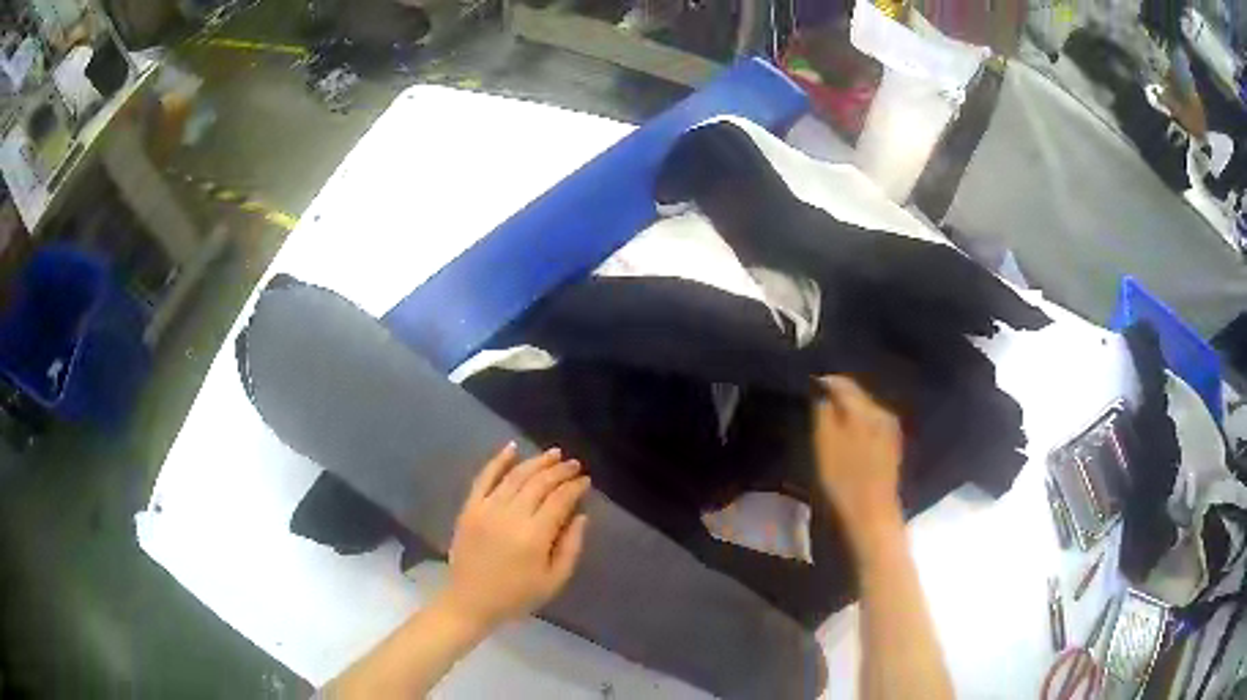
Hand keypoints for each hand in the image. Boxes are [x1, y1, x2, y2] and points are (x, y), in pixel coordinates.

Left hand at [439, 443, 589, 631]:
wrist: (470, 601)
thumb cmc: (516, 596)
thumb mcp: (554, 581)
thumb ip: (571, 547)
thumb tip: (581, 515)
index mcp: (534, 535)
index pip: (559, 500)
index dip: (575, 487)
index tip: (586, 480)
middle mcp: (511, 515)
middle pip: (539, 483)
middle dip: (560, 471)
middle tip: (574, 464)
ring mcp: (487, 508)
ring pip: (515, 475)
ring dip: (536, 461)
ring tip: (553, 454)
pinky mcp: (469, 508)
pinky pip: (484, 477)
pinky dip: (498, 460)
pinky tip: (512, 447)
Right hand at [812, 376, 903, 536]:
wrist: (871, 522)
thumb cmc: (843, 485)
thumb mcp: (824, 445)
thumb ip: (823, 411)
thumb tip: (820, 387)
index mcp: (866, 409)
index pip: (841, 382)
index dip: (820, 383)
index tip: (801, 390)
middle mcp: (882, 414)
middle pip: (855, 395)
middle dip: (833, 397)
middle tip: (809, 407)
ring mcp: (889, 433)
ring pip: (862, 411)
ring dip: (844, 414)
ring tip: (822, 423)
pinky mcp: (889, 452)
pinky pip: (869, 427)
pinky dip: (854, 428)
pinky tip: (842, 440)